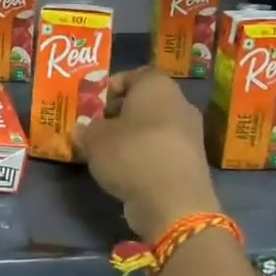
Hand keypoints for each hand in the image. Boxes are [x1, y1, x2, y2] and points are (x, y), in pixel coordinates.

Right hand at [75, 69, 221, 241]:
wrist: (174, 201)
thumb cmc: (131, 153)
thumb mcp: (94, 139)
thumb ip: (86, 130)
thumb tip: (82, 129)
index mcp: (157, 86)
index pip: (134, 74)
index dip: (111, 87)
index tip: (94, 105)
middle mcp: (179, 103)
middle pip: (145, 102)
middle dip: (120, 113)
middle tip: (98, 128)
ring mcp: (190, 134)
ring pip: (155, 127)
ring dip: (133, 136)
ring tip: (109, 153)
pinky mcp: (193, 162)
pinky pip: (163, 150)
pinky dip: (146, 156)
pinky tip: (128, 171)